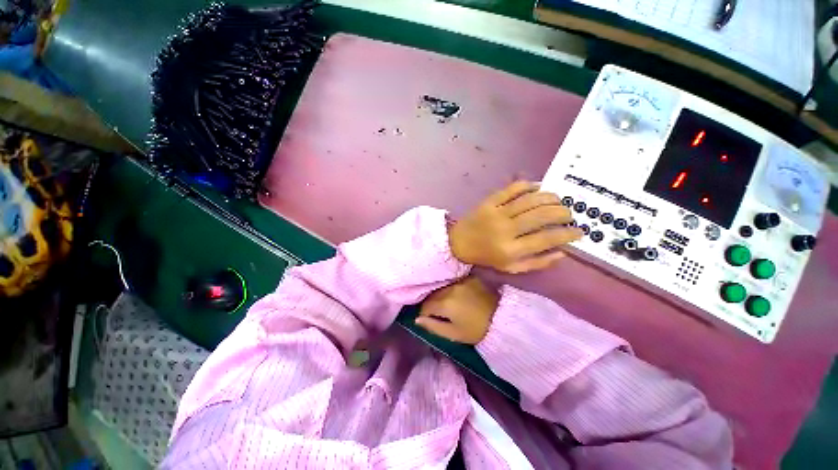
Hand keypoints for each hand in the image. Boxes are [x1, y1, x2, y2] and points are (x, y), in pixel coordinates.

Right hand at [415, 276, 498, 343]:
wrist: (502, 318)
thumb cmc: (476, 329)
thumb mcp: (453, 334)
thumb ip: (433, 326)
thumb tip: (417, 320)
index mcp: (444, 303)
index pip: (426, 305)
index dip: (425, 313)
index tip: (430, 319)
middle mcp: (450, 288)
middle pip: (433, 294)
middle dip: (432, 303)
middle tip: (438, 312)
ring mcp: (460, 280)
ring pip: (443, 287)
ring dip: (441, 294)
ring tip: (447, 304)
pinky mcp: (469, 277)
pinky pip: (454, 282)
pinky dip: (452, 288)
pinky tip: (457, 295)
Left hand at [449, 181, 581, 272]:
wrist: (459, 242)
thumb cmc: (487, 256)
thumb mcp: (512, 267)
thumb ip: (537, 262)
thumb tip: (563, 252)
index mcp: (511, 250)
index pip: (547, 239)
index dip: (568, 234)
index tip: (580, 231)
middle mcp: (505, 230)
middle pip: (541, 216)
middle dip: (562, 213)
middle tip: (569, 214)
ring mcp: (496, 213)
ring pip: (530, 200)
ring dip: (550, 197)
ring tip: (559, 200)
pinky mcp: (489, 201)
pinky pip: (511, 189)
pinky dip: (528, 185)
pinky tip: (538, 188)